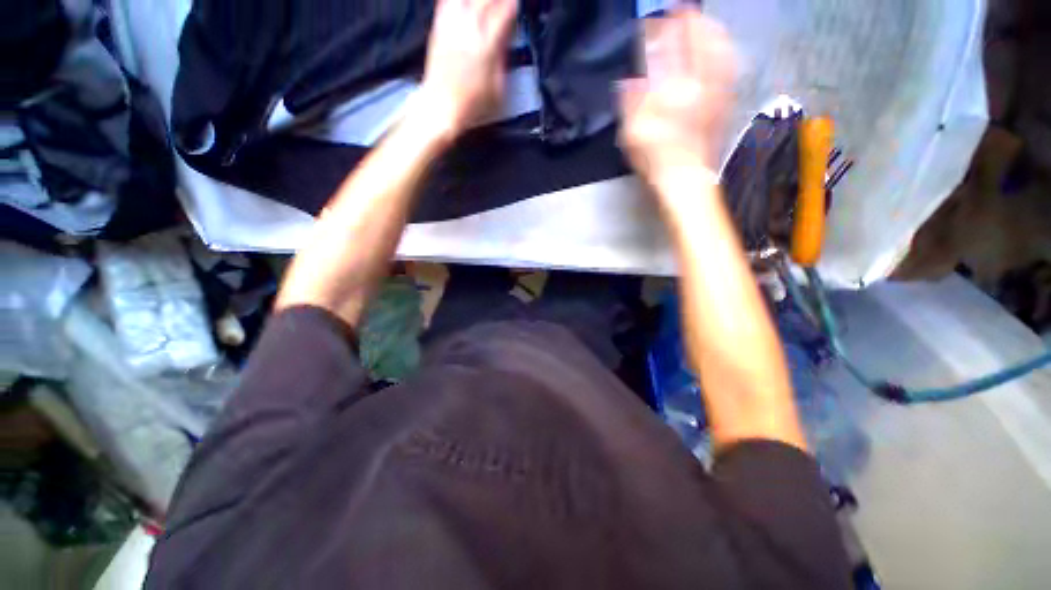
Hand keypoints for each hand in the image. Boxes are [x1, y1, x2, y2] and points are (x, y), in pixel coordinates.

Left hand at [416, 0, 516, 140]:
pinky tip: (463, 3)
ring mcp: (451, 27)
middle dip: (497, 0)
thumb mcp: (497, 88)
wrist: (441, 106)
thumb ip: (502, 59)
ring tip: (485, 3)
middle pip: (485, 0)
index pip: (503, 14)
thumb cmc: (470, 104)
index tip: (516, 5)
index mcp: (486, 46)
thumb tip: (505, 39)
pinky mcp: (438, 29)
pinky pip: (446, 2)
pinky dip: (457, 0)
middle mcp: (468, 30)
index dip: (512, 6)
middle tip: (503, 3)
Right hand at [618, 8, 735, 186]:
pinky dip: (725, 54)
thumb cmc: (656, 159)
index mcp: (672, 91)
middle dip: (688, 24)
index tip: (651, 22)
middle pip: (697, 44)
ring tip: (703, 22)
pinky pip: (729, 71)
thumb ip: (631, 105)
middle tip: (682, 10)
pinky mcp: (725, 104)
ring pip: (718, 52)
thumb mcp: (634, 135)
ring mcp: (715, 93)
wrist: (687, 181)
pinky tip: (722, 49)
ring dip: (710, 33)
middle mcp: (697, 85)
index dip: (658, 34)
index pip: (665, 53)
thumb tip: (629, 81)